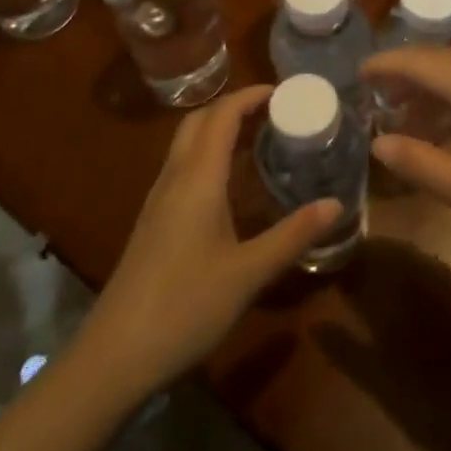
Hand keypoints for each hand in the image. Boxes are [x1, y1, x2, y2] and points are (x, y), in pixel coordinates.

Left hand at [78, 85, 339, 392]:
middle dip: (236, 106)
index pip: (222, 115)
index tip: (287, 92)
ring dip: (221, 129)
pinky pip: (183, 167)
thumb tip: (337, 203)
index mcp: (197, 179)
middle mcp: (174, 179)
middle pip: (200, 120)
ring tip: (262, 137)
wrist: (113, 357)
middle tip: (277, 112)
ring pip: (188, 143)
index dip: (252, 95)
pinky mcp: (154, 221)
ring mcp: (158, 200)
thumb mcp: (249, 273)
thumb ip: (293, 235)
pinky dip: (210, 155)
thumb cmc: (184, 308)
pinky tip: (232, 183)